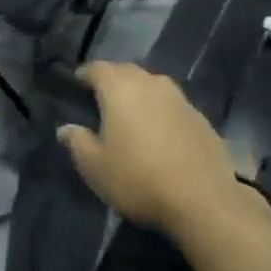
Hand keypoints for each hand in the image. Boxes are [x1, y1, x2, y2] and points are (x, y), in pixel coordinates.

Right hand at [57, 63, 270, 235]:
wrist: (204, 202)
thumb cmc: (138, 179)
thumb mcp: (95, 167)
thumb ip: (77, 142)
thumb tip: (66, 128)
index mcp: (120, 89)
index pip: (97, 68)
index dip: (84, 74)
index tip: (75, 85)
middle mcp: (151, 84)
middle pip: (127, 71)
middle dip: (112, 80)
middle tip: (100, 99)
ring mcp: (181, 100)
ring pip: (153, 85)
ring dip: (139, 93)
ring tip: (130, 114)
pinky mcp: (202, 119)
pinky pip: (173, 105)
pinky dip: (161, 111)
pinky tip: (160, 133)